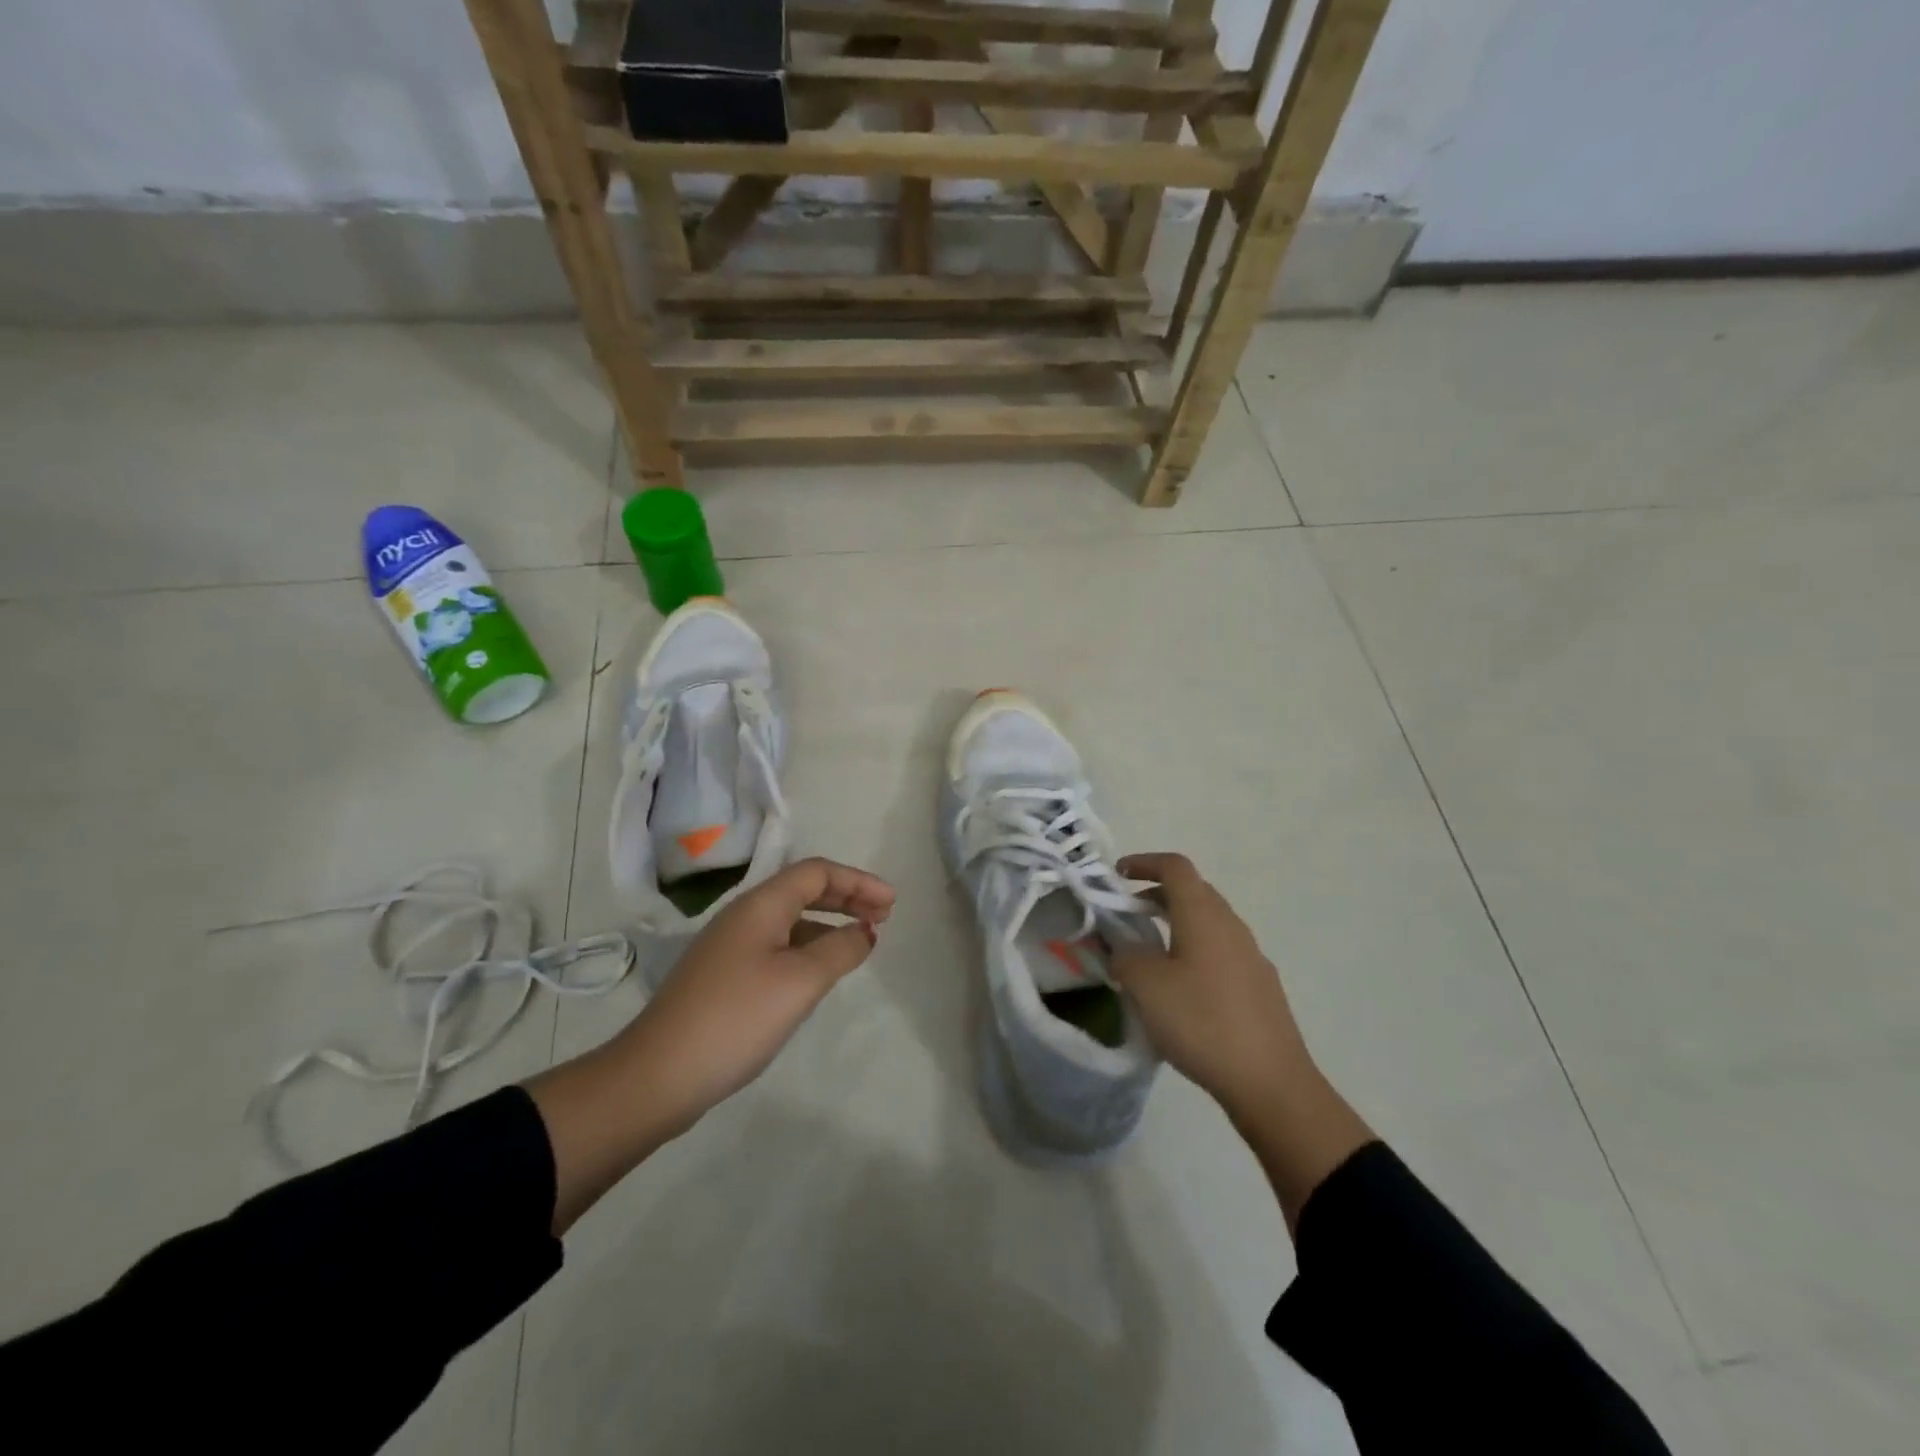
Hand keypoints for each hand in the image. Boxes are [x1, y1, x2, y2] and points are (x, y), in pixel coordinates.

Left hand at [528, 857, 892, 1233]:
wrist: (657, 1075)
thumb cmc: (736, 1018)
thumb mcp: (800, 981)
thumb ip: (841, 949)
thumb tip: (865, 932)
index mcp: (761, 905)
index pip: (817, 872)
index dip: (858, 881)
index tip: (892, 904)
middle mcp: (744, 916)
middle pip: (804, 890)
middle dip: (847, 898)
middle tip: (884, 916)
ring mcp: (731, 947)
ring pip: (791, 920)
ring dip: (829, 923)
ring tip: (860, 943)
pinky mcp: (725, 977)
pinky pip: (778, 946)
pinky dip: (809, 948)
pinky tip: (820, 972)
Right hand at [1112, 853, 1371, 1231]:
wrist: (1271, 1083)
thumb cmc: (1201, 1022)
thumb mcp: (1146, 986)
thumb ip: (1125, 956)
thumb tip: (1124, 948)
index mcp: (1203, 915)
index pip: (1175, 867)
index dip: (1144, 862)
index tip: (1117, 875)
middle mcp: (1231, 926)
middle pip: (1193, 892)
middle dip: (1157, 895)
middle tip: (1127, 916)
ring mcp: (1251, 956)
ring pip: (1208, 923)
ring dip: (1176, 925)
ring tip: (1149, 955)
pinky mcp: (1260, 986)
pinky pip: (1220, 952)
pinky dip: (1194, 952)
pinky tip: (1181, 990)